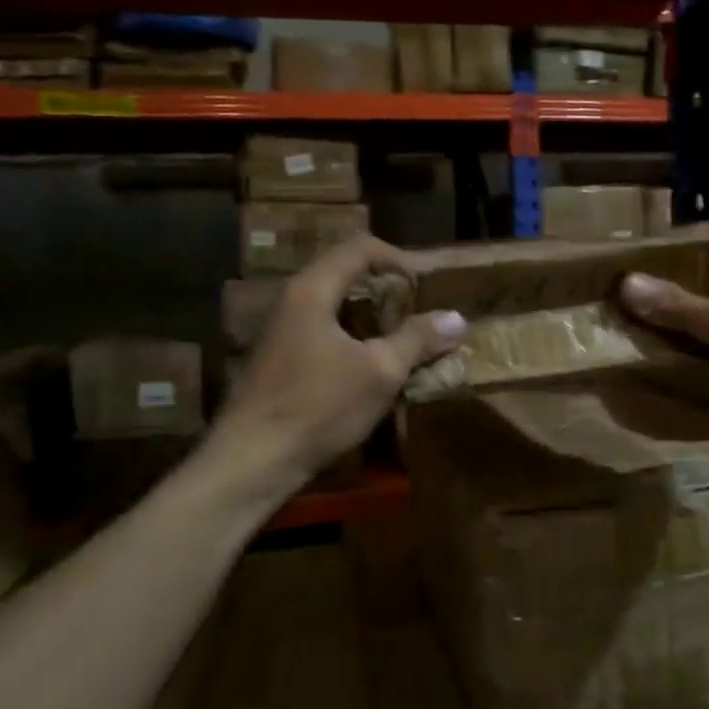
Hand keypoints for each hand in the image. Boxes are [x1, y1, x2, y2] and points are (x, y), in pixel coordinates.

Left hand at [214, 236, 466, 483]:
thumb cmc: (318, 407)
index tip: (426, 286)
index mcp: (312, 290)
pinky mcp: (279, 360)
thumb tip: (456, 318)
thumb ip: (417, 339)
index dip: (399, 259)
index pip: (360, 248)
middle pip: (345, 274)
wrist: (251, 460)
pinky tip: (371, 367)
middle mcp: (292, 300)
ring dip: (371, 316)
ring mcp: (281, 331)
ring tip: (403, 338)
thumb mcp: (379, 372)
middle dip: (387, 288)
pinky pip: (323, 331)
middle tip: (419, 311)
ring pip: (334, 306)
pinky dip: (353, 337)